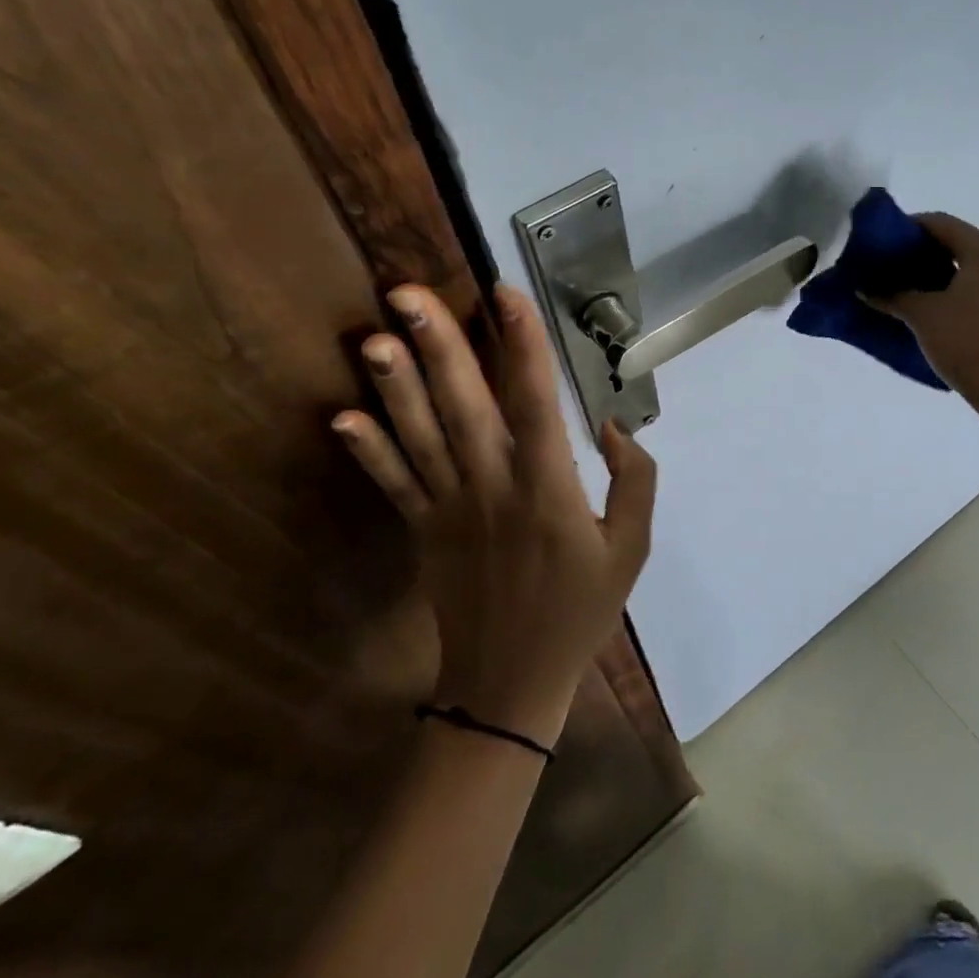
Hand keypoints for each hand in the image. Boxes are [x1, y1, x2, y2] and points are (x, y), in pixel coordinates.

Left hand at [332, 283, 656, 747]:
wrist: (511, 684)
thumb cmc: (579, 610)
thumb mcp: (633, 549)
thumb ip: (636, 482)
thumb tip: (614, 426)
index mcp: (549, 490)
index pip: (536, 403)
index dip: (523, 345)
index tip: (505, 295)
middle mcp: (494, 488)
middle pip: (464, 407)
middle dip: (439, 346)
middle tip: (407, 293)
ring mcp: (450, 509)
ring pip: (421, 437)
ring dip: (395, 386)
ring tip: (374, 337)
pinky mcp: (423, 530)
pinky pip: (394, 484)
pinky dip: (368, 451)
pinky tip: (342, 417)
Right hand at [873, 213, 978, 409]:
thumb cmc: (967, 341)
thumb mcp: (922, 315)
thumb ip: (892, 295)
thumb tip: (865, 288)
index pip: (942, 223)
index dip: (909, 228)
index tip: (883, 242)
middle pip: (959, 245)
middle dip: (924, 254)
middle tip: (892, 267)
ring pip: (973, 271)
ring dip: (942, 277)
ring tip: (911, 292)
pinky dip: (960, 296)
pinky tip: (939, 315)